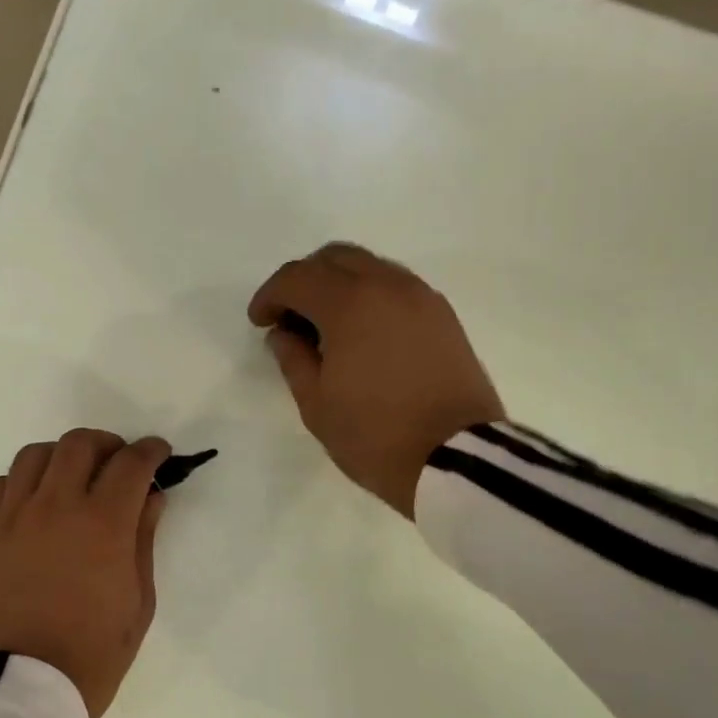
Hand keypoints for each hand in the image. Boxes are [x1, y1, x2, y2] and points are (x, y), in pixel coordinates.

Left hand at [0, 429, 170, 717]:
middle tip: (119, 464)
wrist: (23, 688)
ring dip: (63, 456)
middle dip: (108, 444)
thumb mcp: (139, 600)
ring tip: (75, 477)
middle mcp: (57, 506)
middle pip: (81, 443)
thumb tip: (151, 497)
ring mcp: (14, 517)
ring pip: (36, 454)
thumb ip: (144, 539)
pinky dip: (23, 482)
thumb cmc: (94, 652)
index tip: (160, 454)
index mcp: (103, 523)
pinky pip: (1, 484)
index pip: (131, 463)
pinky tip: (35, 502)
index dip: (151, 451)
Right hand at [249, 243, 502, 516]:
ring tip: (327, 327)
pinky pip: (396, 287)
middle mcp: (388, 286)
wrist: (457, 459)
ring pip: (370, 267)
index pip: (297, 277)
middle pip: (335, 258)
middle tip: (291, 317)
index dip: (270, 296)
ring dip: (340, 285)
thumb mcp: (316, 406)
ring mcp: (421, 298)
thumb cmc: (375, 436)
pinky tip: (363, 333)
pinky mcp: (444, 316)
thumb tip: (284, 333)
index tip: (260, 322)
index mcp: (350, 304)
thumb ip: (293, 360)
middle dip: (304, 280)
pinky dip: (371, 296)